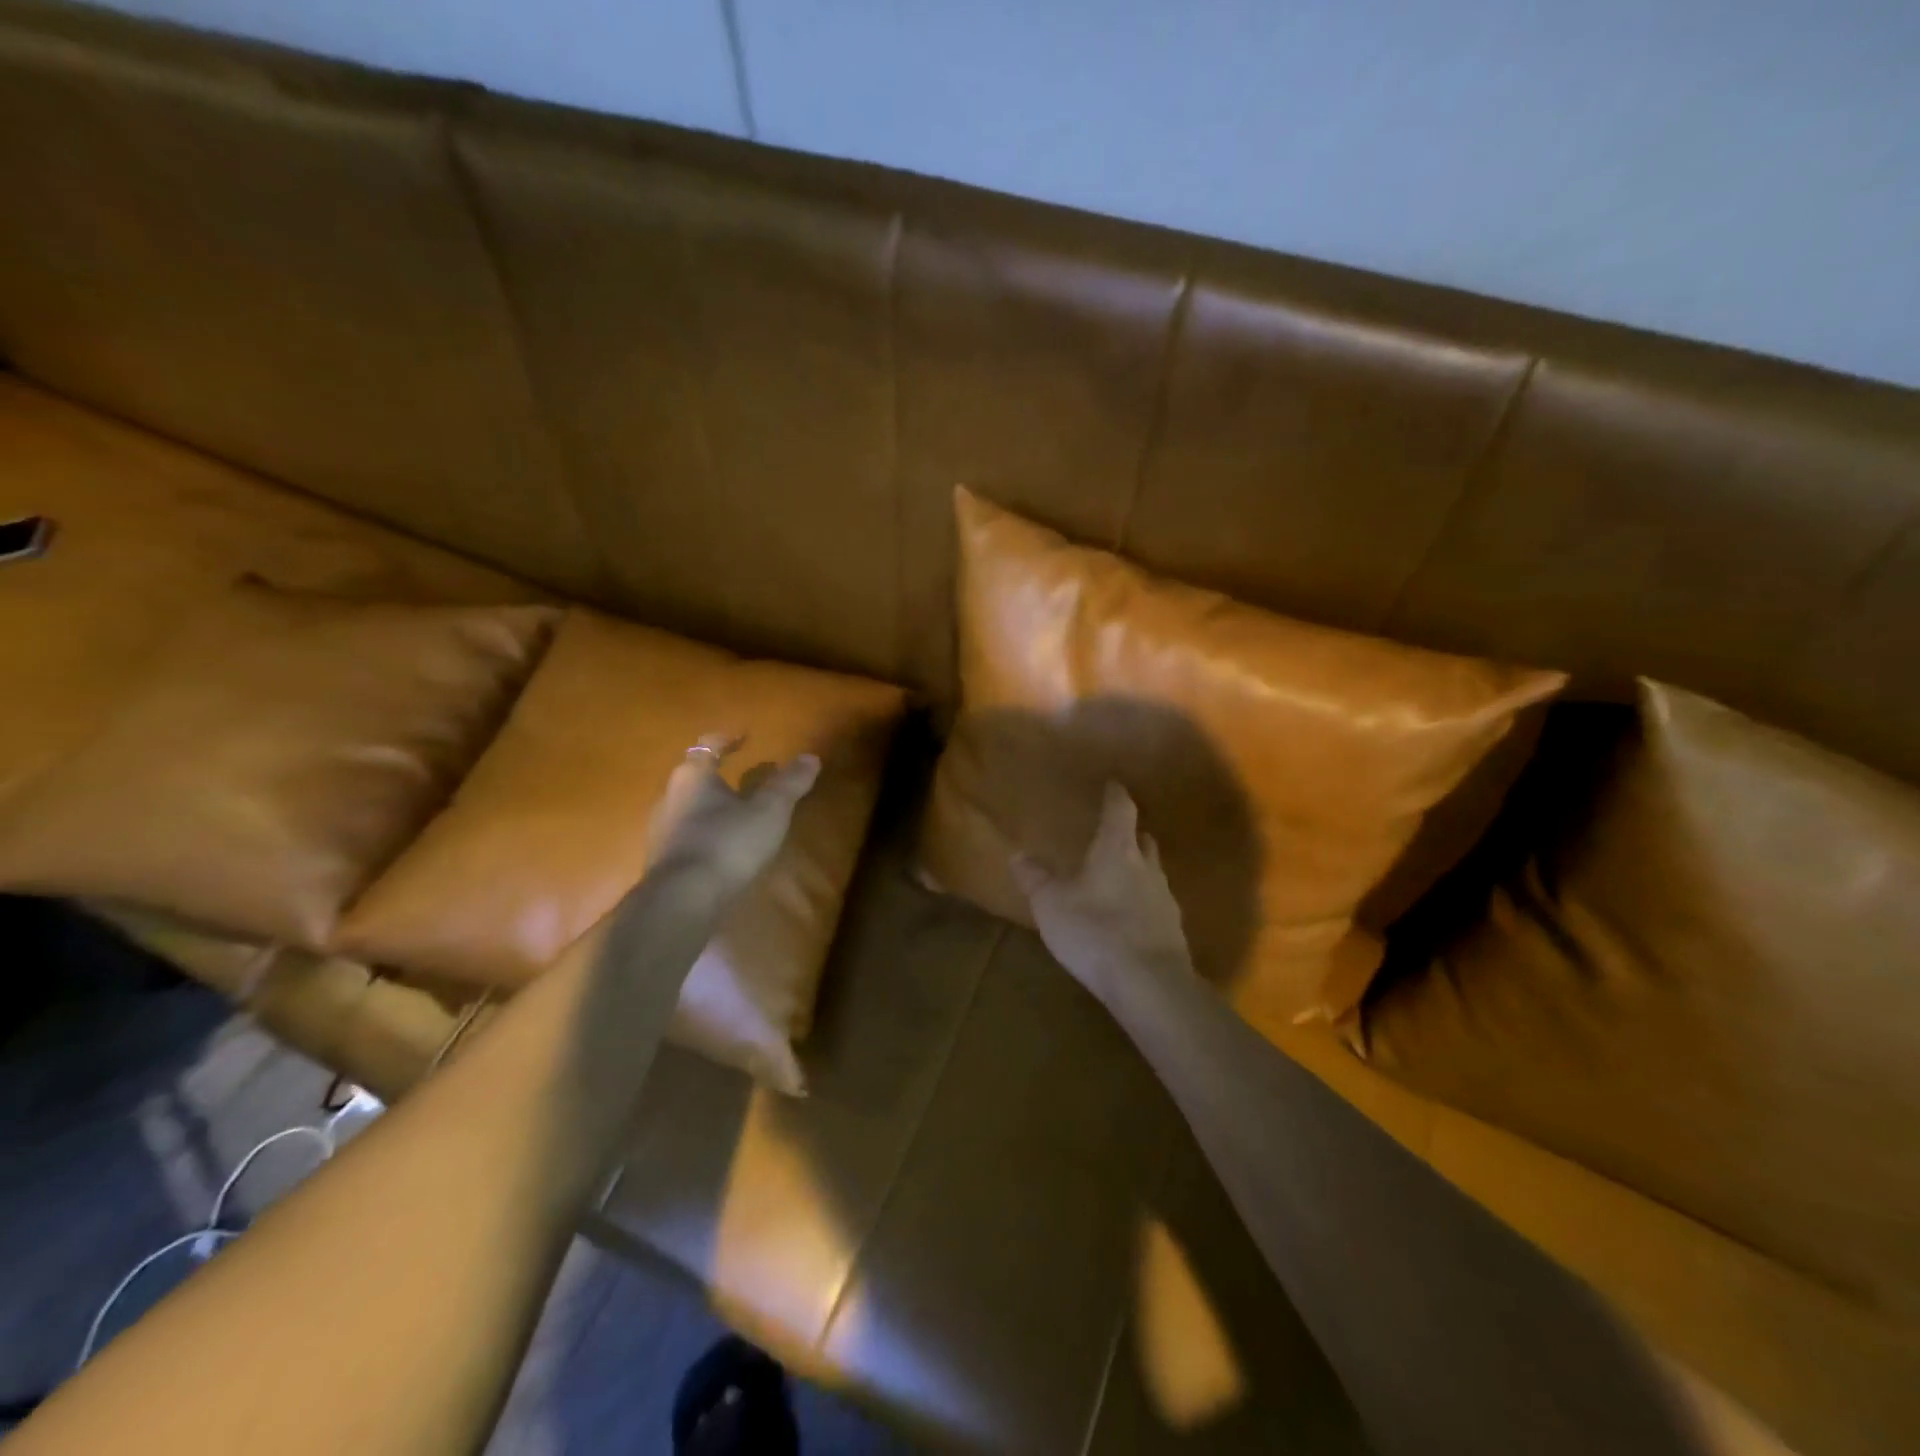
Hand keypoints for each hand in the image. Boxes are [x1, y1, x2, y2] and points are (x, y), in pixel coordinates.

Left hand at [646, 735, 821, 891]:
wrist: (682, 900)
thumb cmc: (727, 843)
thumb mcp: (769, 811)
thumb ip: (789, 784)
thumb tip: (811, 757)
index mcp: (694, 776)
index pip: (708, 746)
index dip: (727, 739)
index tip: (744, 737)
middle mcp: (670, 797)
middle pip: (696, 777)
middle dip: (721, 776)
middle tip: (748, 779)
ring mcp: (662, 831)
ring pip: (690, 808)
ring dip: (713, 807)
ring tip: (740, 815)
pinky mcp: (663, 861)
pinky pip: (687, 836)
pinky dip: (707, 834)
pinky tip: (725, 848)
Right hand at [1011, 782, 1193, 1004]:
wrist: (1149, 983)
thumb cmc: (1094, 930)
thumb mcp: (1051, 904)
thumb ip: (1035, 878)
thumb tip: (1018, 854)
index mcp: (1116, 850)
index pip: (1121, 810)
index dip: (1116, 795)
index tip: (1113, 784)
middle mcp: (1146, 867)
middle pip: (1143, 839)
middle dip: (1130, 833)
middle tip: (1115, 833)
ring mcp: (1165, 899)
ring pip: (1153, 872)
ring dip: (1138, 870)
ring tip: (1120, 877)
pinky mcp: (1173, 930)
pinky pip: (1157, 905)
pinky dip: (1144, 903)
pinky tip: (1131, 918)